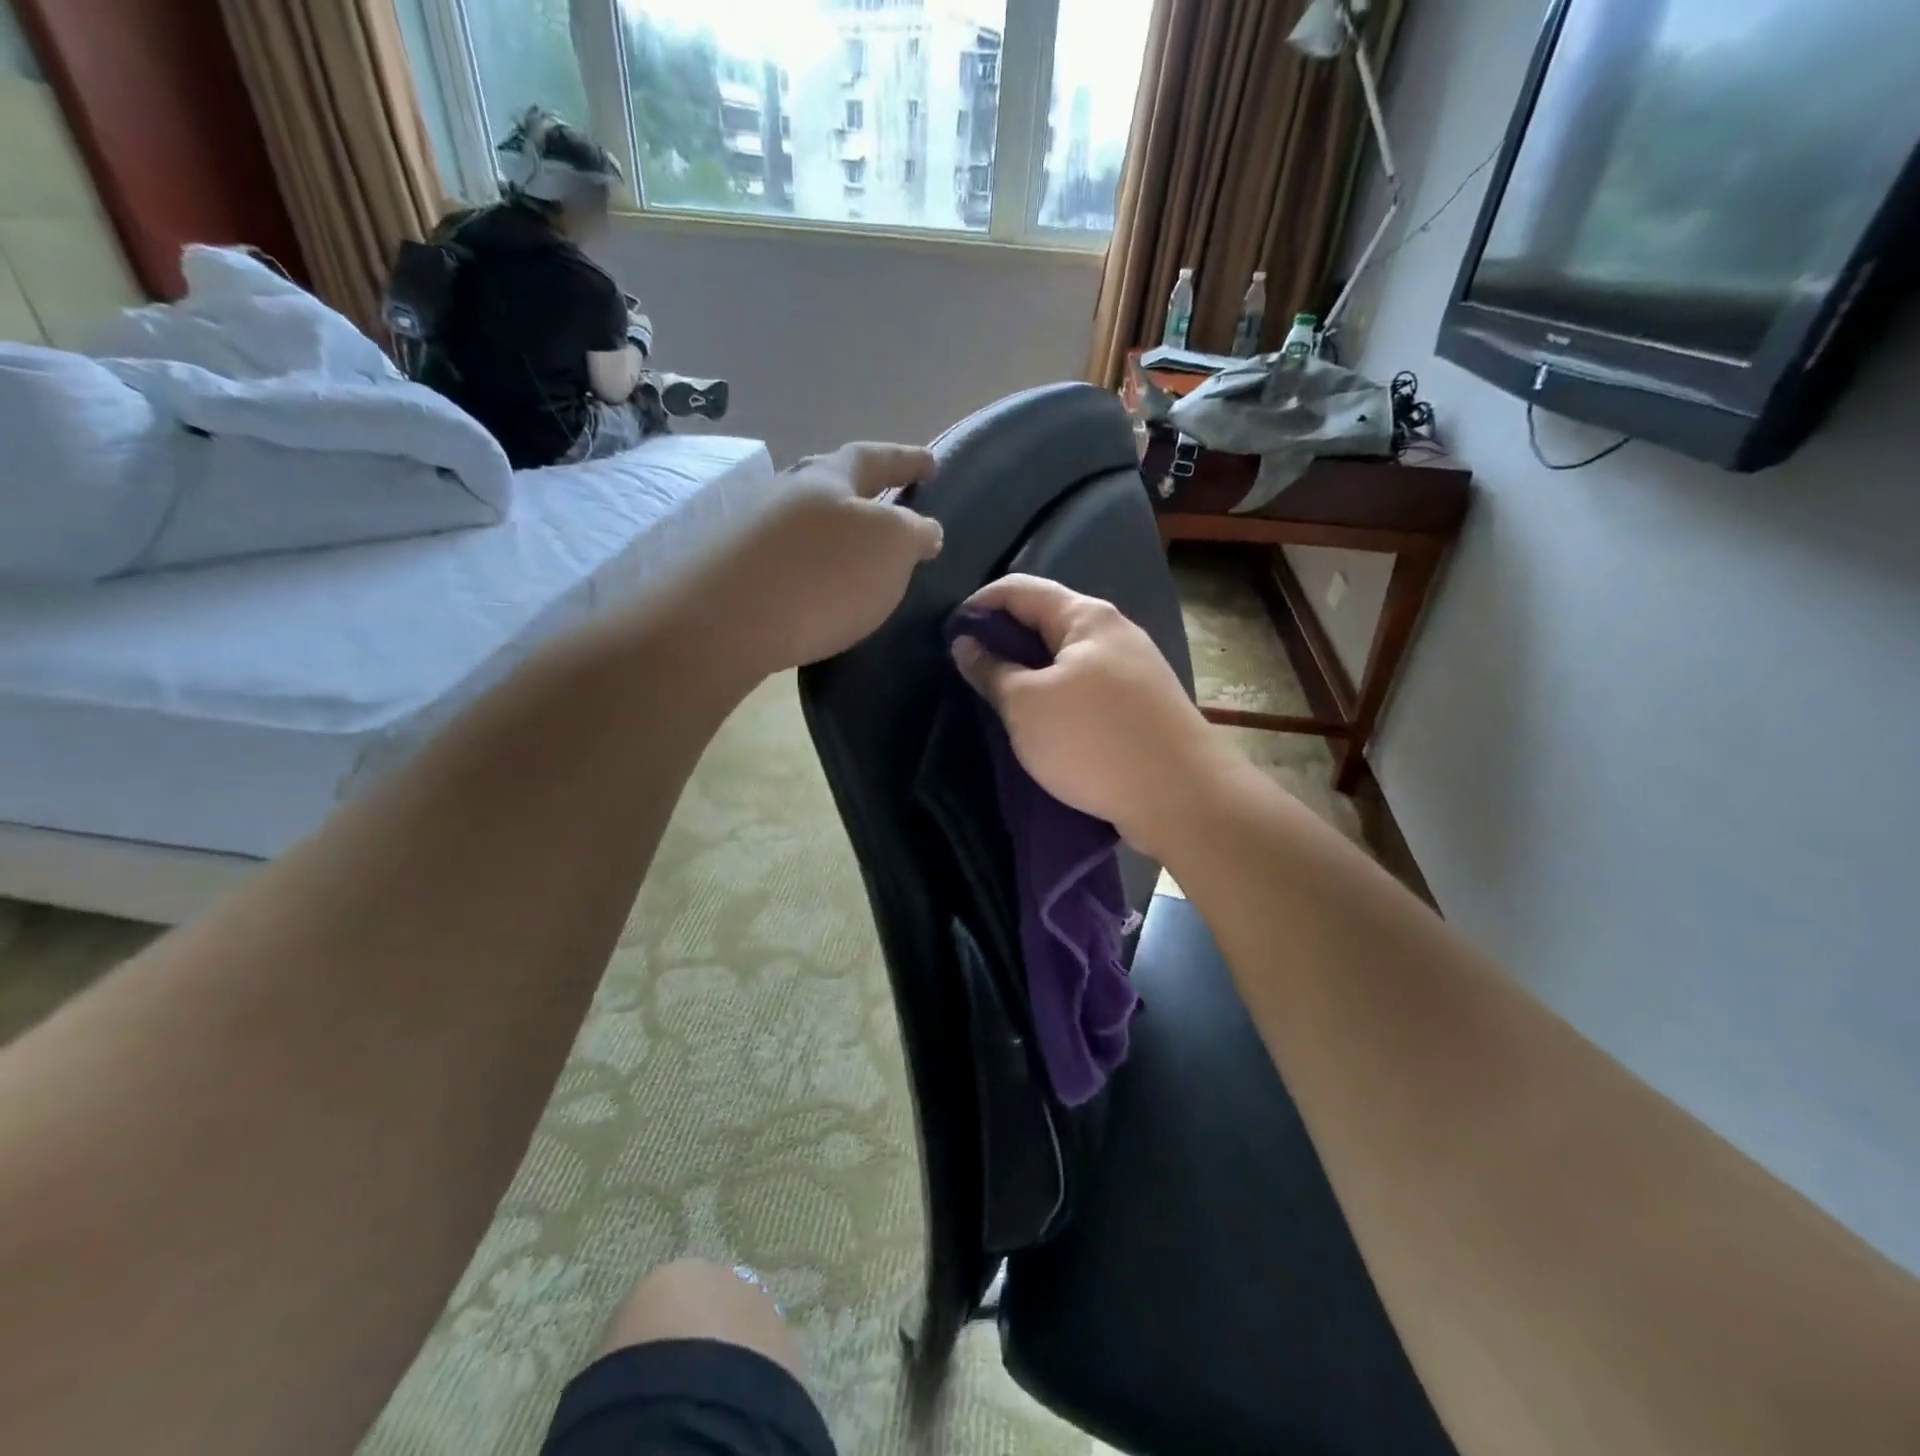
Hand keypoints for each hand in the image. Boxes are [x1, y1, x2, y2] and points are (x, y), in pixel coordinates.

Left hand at [717, 442, 941, 671]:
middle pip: (830, 482)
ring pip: (805, 521)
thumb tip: (924, 529)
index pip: (875, 457)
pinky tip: (817, 587)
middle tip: (888, 503)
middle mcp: (786, 493)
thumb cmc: (823, 574)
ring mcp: (753, 530)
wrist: (727, 621)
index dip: (907, 459)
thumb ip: (914, 532)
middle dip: (863, 491)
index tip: (932, 464)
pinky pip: (786, 557)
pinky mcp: (734, 570)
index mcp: (828, 478)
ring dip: (834, 530)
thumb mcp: (891, 547)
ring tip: (857, 554)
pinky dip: (810, 564)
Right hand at [952, 574, 1234, 856]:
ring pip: (1067, 657)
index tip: (948, 634)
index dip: (978, 604)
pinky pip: (1087, 686)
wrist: (1181, 797)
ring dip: (1031, 672)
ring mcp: (1134, 669)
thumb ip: (992, 670)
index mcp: (1086, 617)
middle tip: (969, 670)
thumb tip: (965, 642)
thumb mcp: (1027, 705)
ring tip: (999, 698)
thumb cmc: (1094, 741)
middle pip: (1046, 620)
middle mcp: (1114, 632)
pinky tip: (1042, 721)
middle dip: (1004, 640)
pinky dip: (1057, 695)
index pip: (1020, 588)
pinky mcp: (1142, 704)